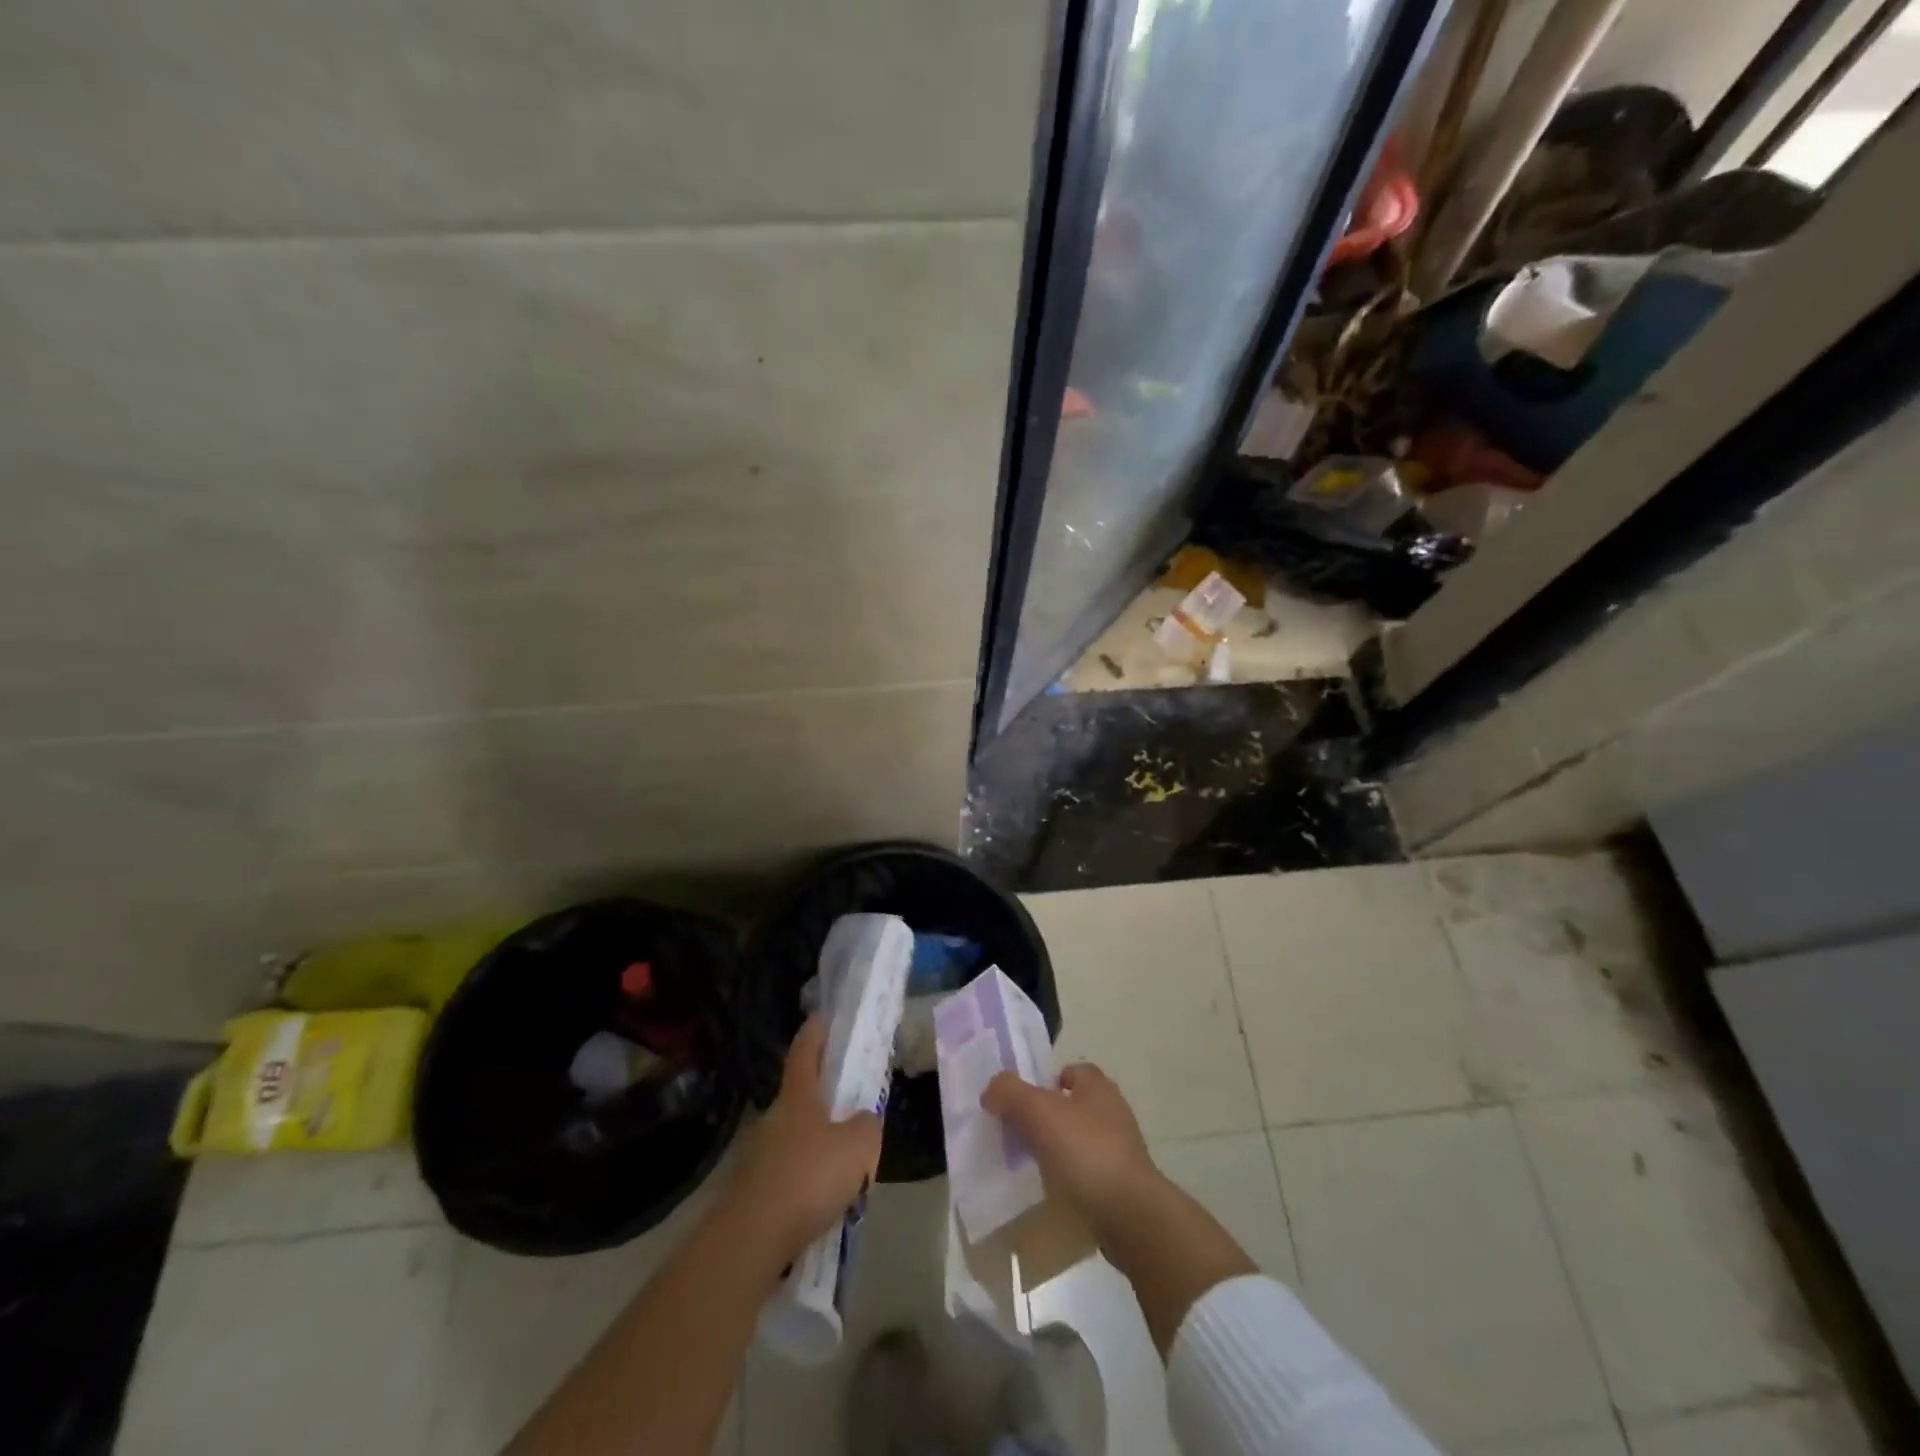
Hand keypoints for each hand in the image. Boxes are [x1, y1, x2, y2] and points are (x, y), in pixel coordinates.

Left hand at [724, 1017, 882, 1265]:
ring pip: (792, 1139)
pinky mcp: (750, 1193)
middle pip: (799, 1098)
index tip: (822, 1016)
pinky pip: (785, 1175)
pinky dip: (803, 1181)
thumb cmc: (808, 1178)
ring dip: (814, 1146)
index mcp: (798, 1098)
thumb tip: (863, 1120)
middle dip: (822, 1100)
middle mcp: (773, 1119)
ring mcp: (756, 1156)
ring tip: (841, 1168)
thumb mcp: (858, 1147)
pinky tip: (820, 1204)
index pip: (805, 1052)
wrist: (750, 1240)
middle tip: (849, 1109)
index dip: (815, 1031)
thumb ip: (867, 1126)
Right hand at [981, 1062, 1164, 1233]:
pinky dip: (1069, 1179)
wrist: (1130, 1215)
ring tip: (1030, 1166)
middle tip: (1018, 1133)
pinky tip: (1052, 1192)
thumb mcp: (1039, 1112)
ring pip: (1078, 1140)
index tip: (1022, 1101)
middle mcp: (1113, 1112)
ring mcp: (1120, 1151)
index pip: (1071, 1070)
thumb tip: (991, 1090)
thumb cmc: (1086, 1152)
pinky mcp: (1121, 1185)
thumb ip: (1010, 1093)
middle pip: (1072, 1105)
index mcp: (1098, 1087)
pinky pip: (1086, 1173)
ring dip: (1056, 1150)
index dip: (1046, 1080)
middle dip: (1046, 1117)